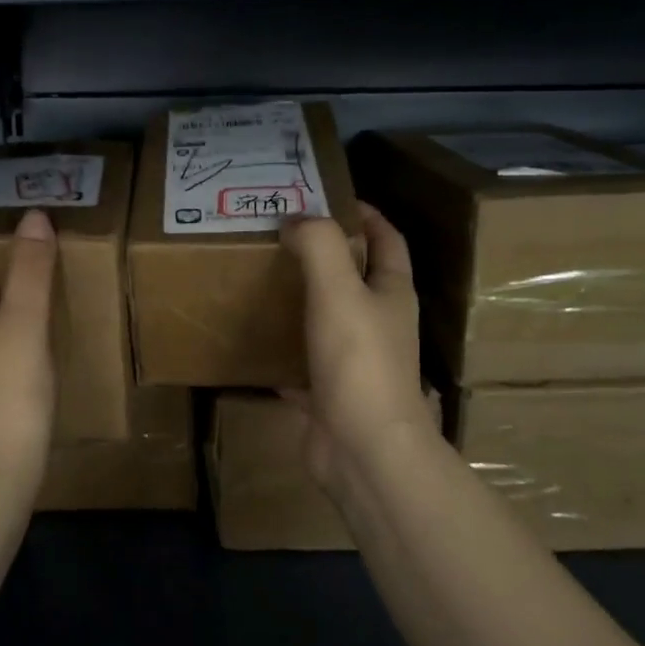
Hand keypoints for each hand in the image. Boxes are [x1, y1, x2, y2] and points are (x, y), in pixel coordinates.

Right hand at [279, 204, 436, 492]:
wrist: (363, 449)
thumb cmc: (358, 362)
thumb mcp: (339, 290)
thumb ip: (319, 246)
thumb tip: (296, 220)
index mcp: (391, 294)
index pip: (387, 240)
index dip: (366, 214)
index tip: (328, 196)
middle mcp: (379, 323)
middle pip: (356, 277)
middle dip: (325, 253)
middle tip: (281, 234)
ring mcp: (355, 361)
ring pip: (327, 319)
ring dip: (302, 299)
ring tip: (263, 277)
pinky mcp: (329, 392)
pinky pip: (302, 362)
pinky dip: (281, 350)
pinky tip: (253, 340)